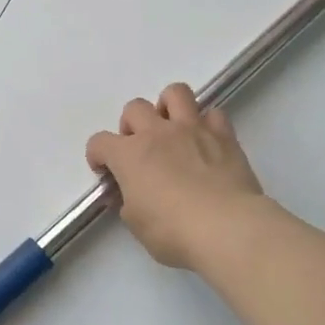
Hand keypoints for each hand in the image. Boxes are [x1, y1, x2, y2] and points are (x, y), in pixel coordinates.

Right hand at [85, 84, 266, 270]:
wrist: (227, 228)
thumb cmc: (173, 231)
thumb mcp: (136, 224)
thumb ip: (128, 202)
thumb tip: (130, 194)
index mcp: (129, 155)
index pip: (99, 142)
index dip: (98, 156)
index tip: (105, 171)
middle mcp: (157, 133)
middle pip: (134, 108)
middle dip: (132, 126)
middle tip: (140, 149)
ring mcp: (192, 129)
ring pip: (175, 93)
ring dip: (168, 107)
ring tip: (172, 129)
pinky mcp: (223, 135)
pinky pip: (213, 114)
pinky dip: (207, 124)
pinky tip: (206, 142)